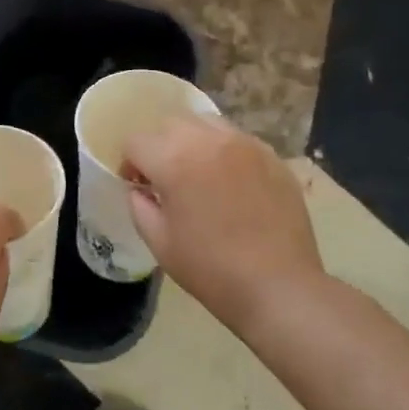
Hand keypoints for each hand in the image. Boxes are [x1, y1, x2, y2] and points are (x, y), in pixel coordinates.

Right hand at [124, 115, 325, 330]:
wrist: (278, 286)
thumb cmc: (211, 269)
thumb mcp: (159, 242)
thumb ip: (140, 206)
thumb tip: (139, 189)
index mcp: (174, 161)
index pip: (136, 141)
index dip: (130, 163)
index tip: (138, 187)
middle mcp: (208, 141)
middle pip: (170, 123)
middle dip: (159, 146)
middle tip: (165, 178)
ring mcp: (244, 144)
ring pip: (205, 122)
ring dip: (192, 141)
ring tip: (198, 173)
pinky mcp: (271, 156)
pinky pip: (237, 139)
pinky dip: (223, 151)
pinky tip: (230, 182)